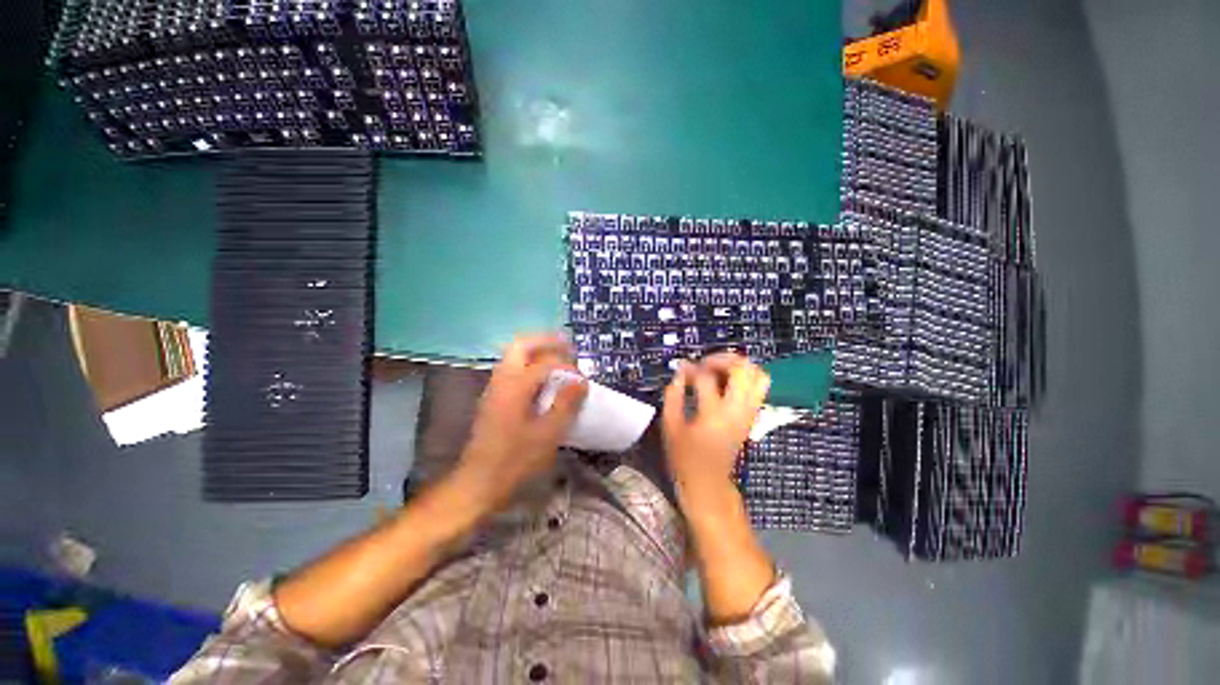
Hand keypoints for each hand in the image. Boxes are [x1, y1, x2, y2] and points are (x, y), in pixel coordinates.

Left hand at [449, 334, 587, 515]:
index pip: (546, 363)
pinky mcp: (494, 398)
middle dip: (546, 341)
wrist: (478, 482)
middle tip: (568, 346)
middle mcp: (502, 380)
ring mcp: (495, 387)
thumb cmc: (514, 460)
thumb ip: (566, 404)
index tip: (583, 380)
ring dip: (537, 350)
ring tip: (559, 358)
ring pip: (515, 355)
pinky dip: (530, 364)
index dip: (568, 367)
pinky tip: (544, 379)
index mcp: (515, 386)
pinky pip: (513, 368)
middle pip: (522, 345)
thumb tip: (581, 381)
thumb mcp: (547, 434)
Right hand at [662, 353, 769, 515]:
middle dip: (723, 358)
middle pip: (743, 369)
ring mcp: (749, 413)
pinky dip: (745, 377)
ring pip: (758, 375)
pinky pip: (759, 386)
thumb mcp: (671, 426)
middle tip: (705, 363)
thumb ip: (673, 396)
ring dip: (738, 365)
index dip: (691, 369)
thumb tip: (679, 374)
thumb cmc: (685, 457)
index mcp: (713, 414)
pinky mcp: (752, 416)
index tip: (682, 369)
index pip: (706, 378)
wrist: (709, 483)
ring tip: (718, 368)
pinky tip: (726, 381)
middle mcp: (737, 411)